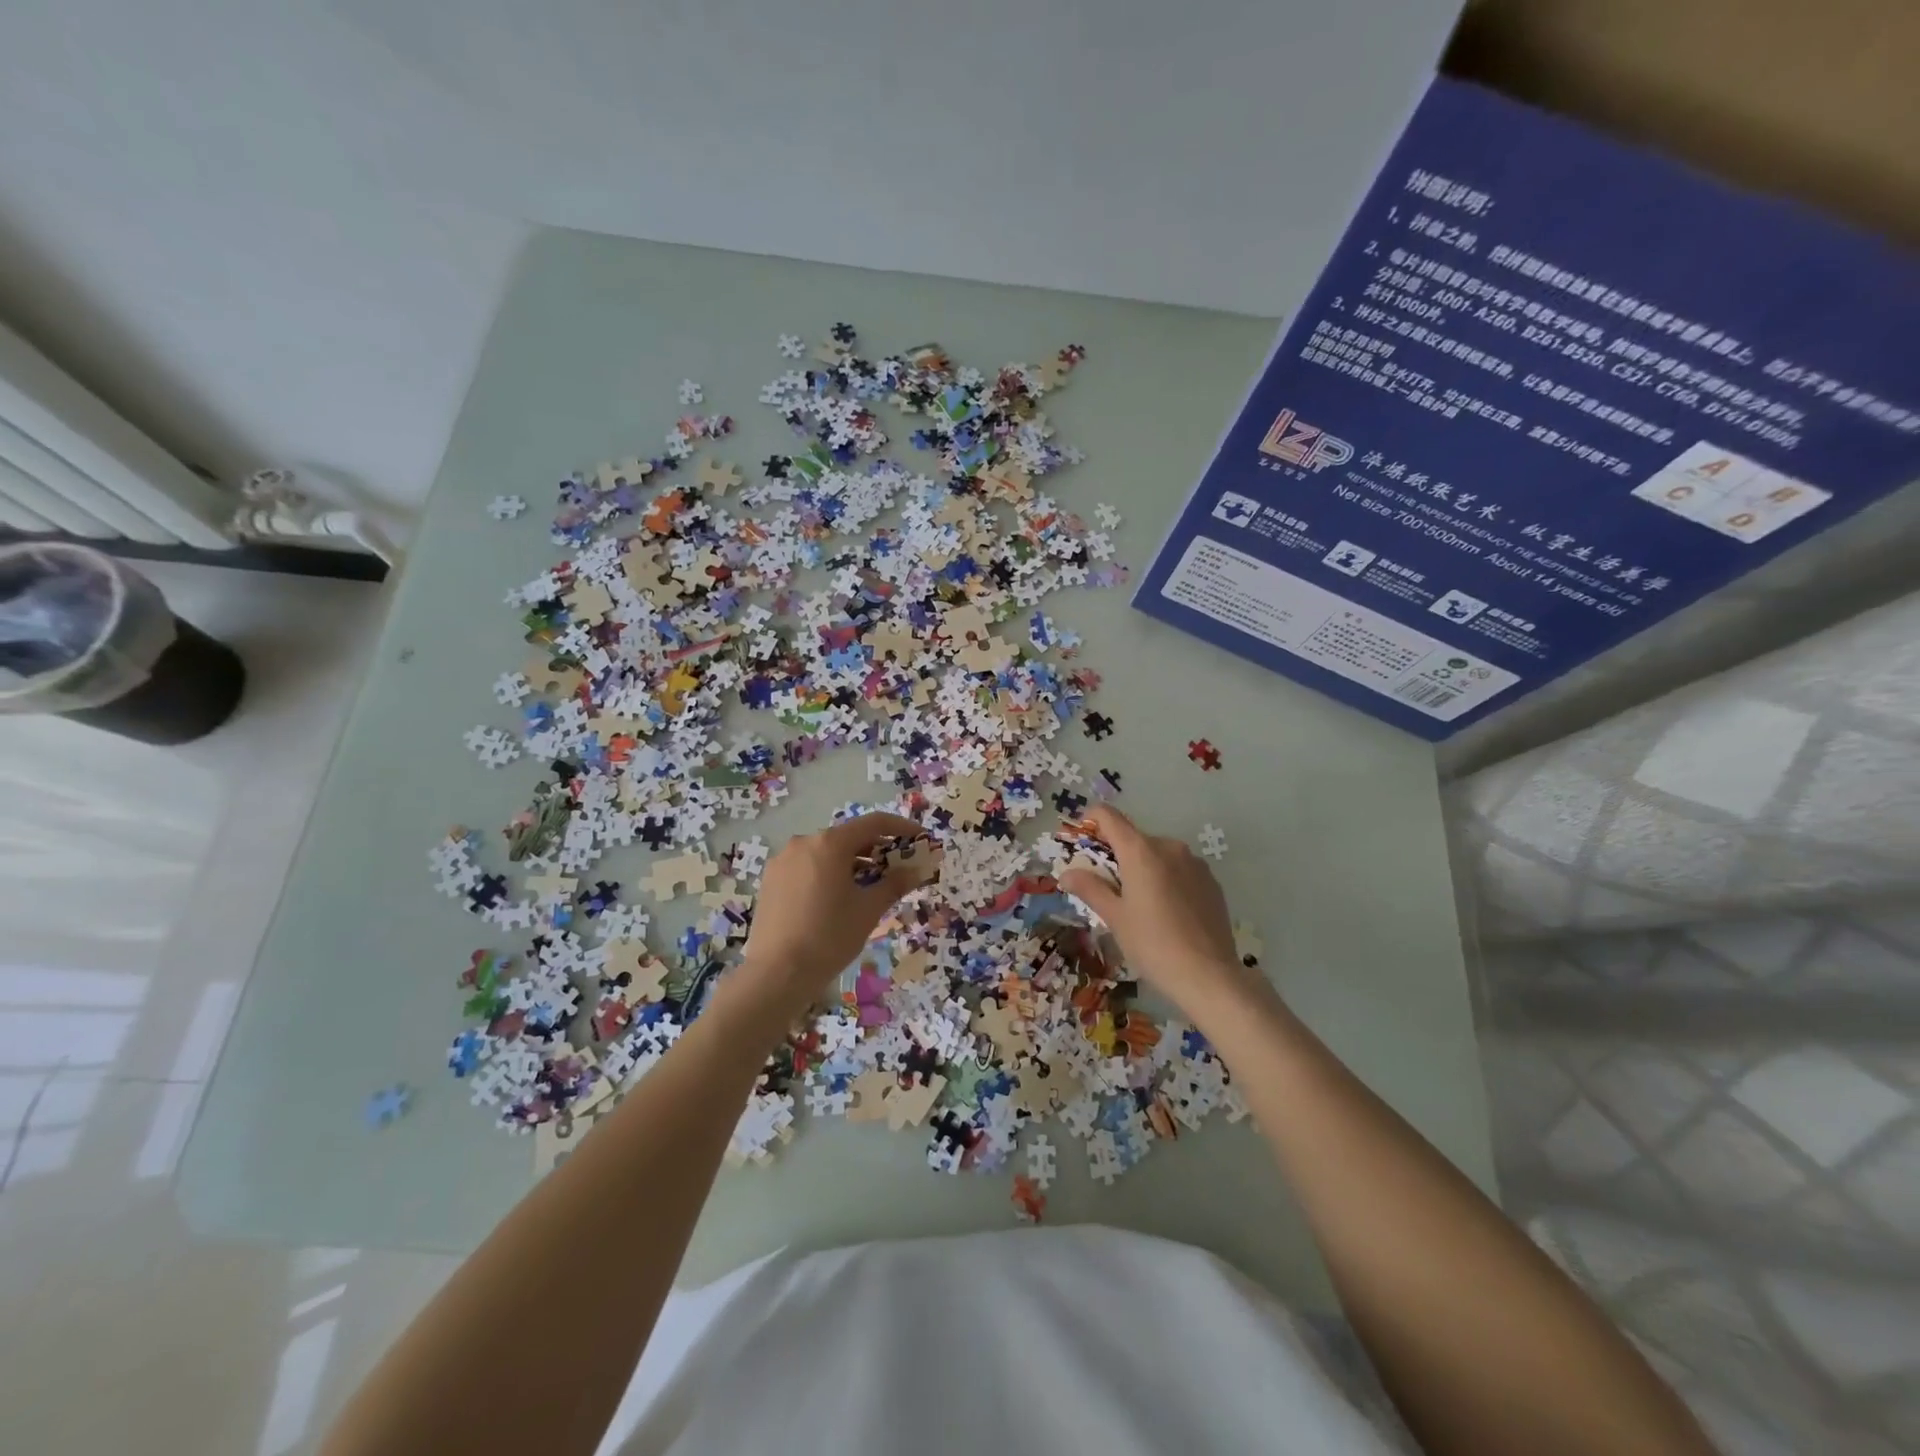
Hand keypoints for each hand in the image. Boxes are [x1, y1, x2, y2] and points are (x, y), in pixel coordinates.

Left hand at [735, 812, 936, 1019]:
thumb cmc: (830, 937)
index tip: (920, 838)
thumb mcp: (869, 910)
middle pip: (848, 836)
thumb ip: (894, 884)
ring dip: (851, 861)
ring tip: (869, 883)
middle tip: (897, 866)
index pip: (873, 823)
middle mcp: (804, 842)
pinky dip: (828, 872)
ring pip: (825, 852)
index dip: (901, 827)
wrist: (776, 974)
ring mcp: (783, 861)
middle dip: (876, 848)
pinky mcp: (771, 880)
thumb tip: (916, 870)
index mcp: (830, 843)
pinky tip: (837, 896)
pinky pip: (807, 866)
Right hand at [1058, 805, 1266, 1016]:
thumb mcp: (1115, 917)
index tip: (1082, 838)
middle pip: (1134, 838)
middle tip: (1107, 887)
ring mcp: (1194, 863)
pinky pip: (1180, 870)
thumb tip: (1067, 873)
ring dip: (1143, 868)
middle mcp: (1169, 847)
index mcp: (1141, 851)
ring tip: (1139, 904)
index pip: (1109, 817)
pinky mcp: (1212, 881)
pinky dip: (1166, 880)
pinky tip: (1167, 912)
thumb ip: (1090, 888)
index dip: (1092, 820)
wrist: (1209, 975)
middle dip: (1117, 855)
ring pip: (1158, 855)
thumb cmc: (1152, 944)